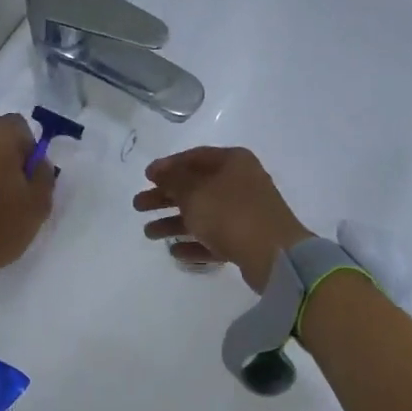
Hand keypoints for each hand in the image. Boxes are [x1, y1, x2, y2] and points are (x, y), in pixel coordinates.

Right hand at [134, 147, 311, 291]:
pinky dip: (195, 243)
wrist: (273, 254)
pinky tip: (175, 252)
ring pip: (203, 214)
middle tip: (138, 206)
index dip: (168, 166)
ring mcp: (246, 212)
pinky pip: (215, 238)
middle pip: (196, 187)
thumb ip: (173, 180)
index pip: (195, 157)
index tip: (146, 177)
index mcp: (232, 162)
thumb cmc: (230, 213)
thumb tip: (161, 171)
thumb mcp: (194, 192)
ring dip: (175, 223)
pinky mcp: (247, 239)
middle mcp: (241, 182)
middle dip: (165, 197)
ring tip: (149, 234)